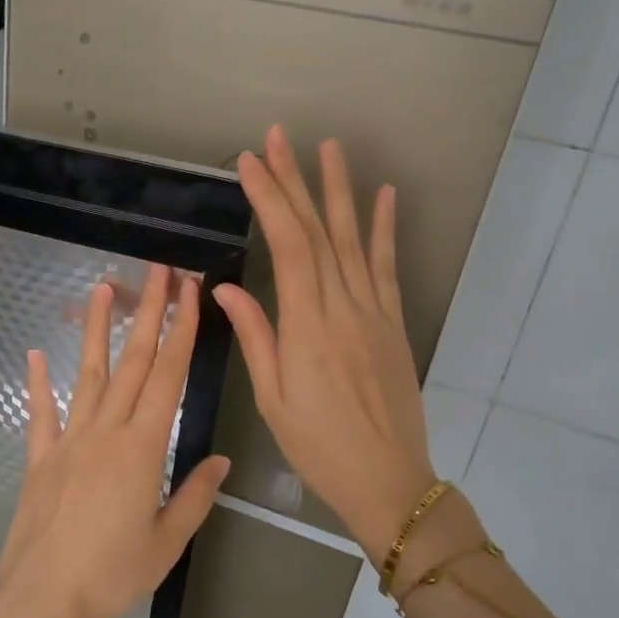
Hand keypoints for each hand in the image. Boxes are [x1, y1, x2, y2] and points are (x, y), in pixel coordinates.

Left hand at [0, 267, 229, 617]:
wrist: (40, 603)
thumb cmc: (111, 577)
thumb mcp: (166, 543)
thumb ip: (194, 496)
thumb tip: (220, 460)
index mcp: (142, 448)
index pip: (167, 375)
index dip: (181, 330)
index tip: (190, 292)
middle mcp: (105, 432)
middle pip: (132, 361)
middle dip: (148, 311)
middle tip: (158, 270)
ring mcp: (68, 441)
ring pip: (88, 374)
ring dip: (97, 329)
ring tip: (102, 287)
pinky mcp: (40, 459)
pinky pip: (40, 413)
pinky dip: (38, 382)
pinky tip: (36, 353)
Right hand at [213, 126, 436, 559]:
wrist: (389, 480)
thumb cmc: (319, 447)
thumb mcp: (273, 399)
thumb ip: (256, 337)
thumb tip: (225, 288)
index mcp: (307, 327)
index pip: (288, 246)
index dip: (270, 200)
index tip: (250, 163)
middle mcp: (343, 308)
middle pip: (319, 232)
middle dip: (296, 181)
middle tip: (280, 138)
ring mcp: (374, 312)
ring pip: (354, 240)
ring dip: (340, 191)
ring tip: (329, 147)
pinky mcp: (393, 323)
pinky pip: (388, 268)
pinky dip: (385, 229)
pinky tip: (383, 196)